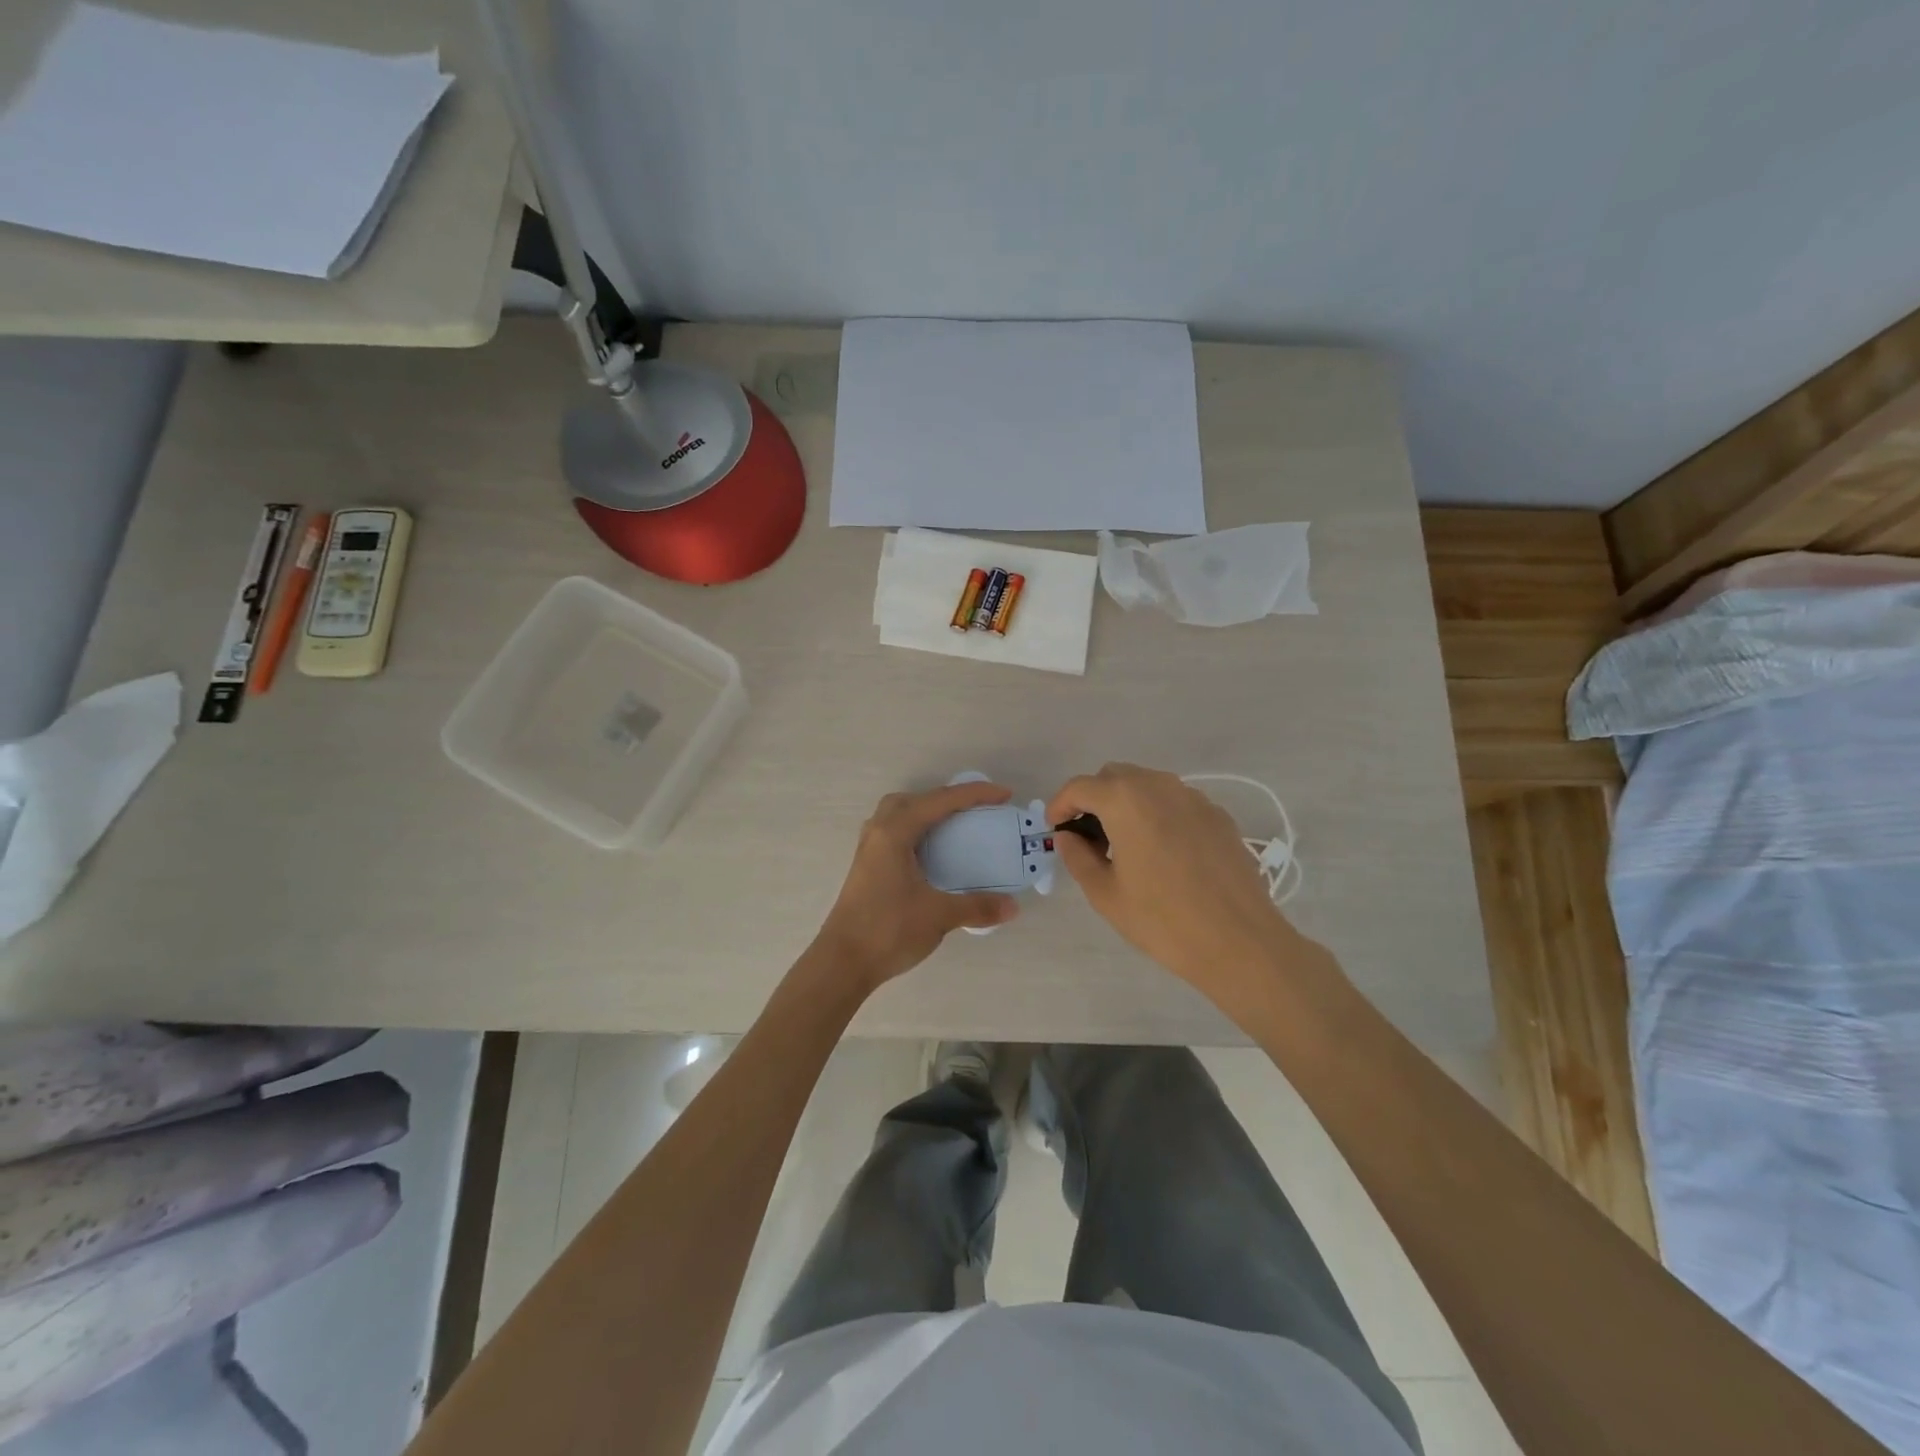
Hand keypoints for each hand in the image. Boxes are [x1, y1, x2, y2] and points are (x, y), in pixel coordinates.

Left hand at [812, 782, 1019, 991]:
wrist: (842, 962)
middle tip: (974, 810)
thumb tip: (1013, 907)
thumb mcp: (938, 916)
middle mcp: (878, 832)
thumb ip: (977, 907)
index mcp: (895, 832)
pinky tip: (929, 854)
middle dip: (946, 798)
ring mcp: (868, 849)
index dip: (975, 794)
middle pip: (914, 799)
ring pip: (897, 814)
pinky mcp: (866, 867)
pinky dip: (915, 831)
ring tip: (952, 827)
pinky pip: (893, 832)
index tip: (1005, 795)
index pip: (941, 801)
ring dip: (926, 812)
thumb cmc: (888, 930)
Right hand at [1048, 763, 1302, 1008]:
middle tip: (1088, 838)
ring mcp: (1194, 797)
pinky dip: (1157, 814)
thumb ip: (1078, 856)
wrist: (1240, 941)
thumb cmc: (1163, 920)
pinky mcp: (1218, 815)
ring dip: (1126, 803)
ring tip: (1124, 845)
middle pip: (1114, 776)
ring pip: (1147, 785)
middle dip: (1094, 799)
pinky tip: (1162, 853)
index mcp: (1125, 801)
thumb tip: (1068, 836)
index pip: (1080, 787)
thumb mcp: (1106, 894)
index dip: (1060, 805)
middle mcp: (1159, 786)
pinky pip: (1175, 801)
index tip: (1055, 829)